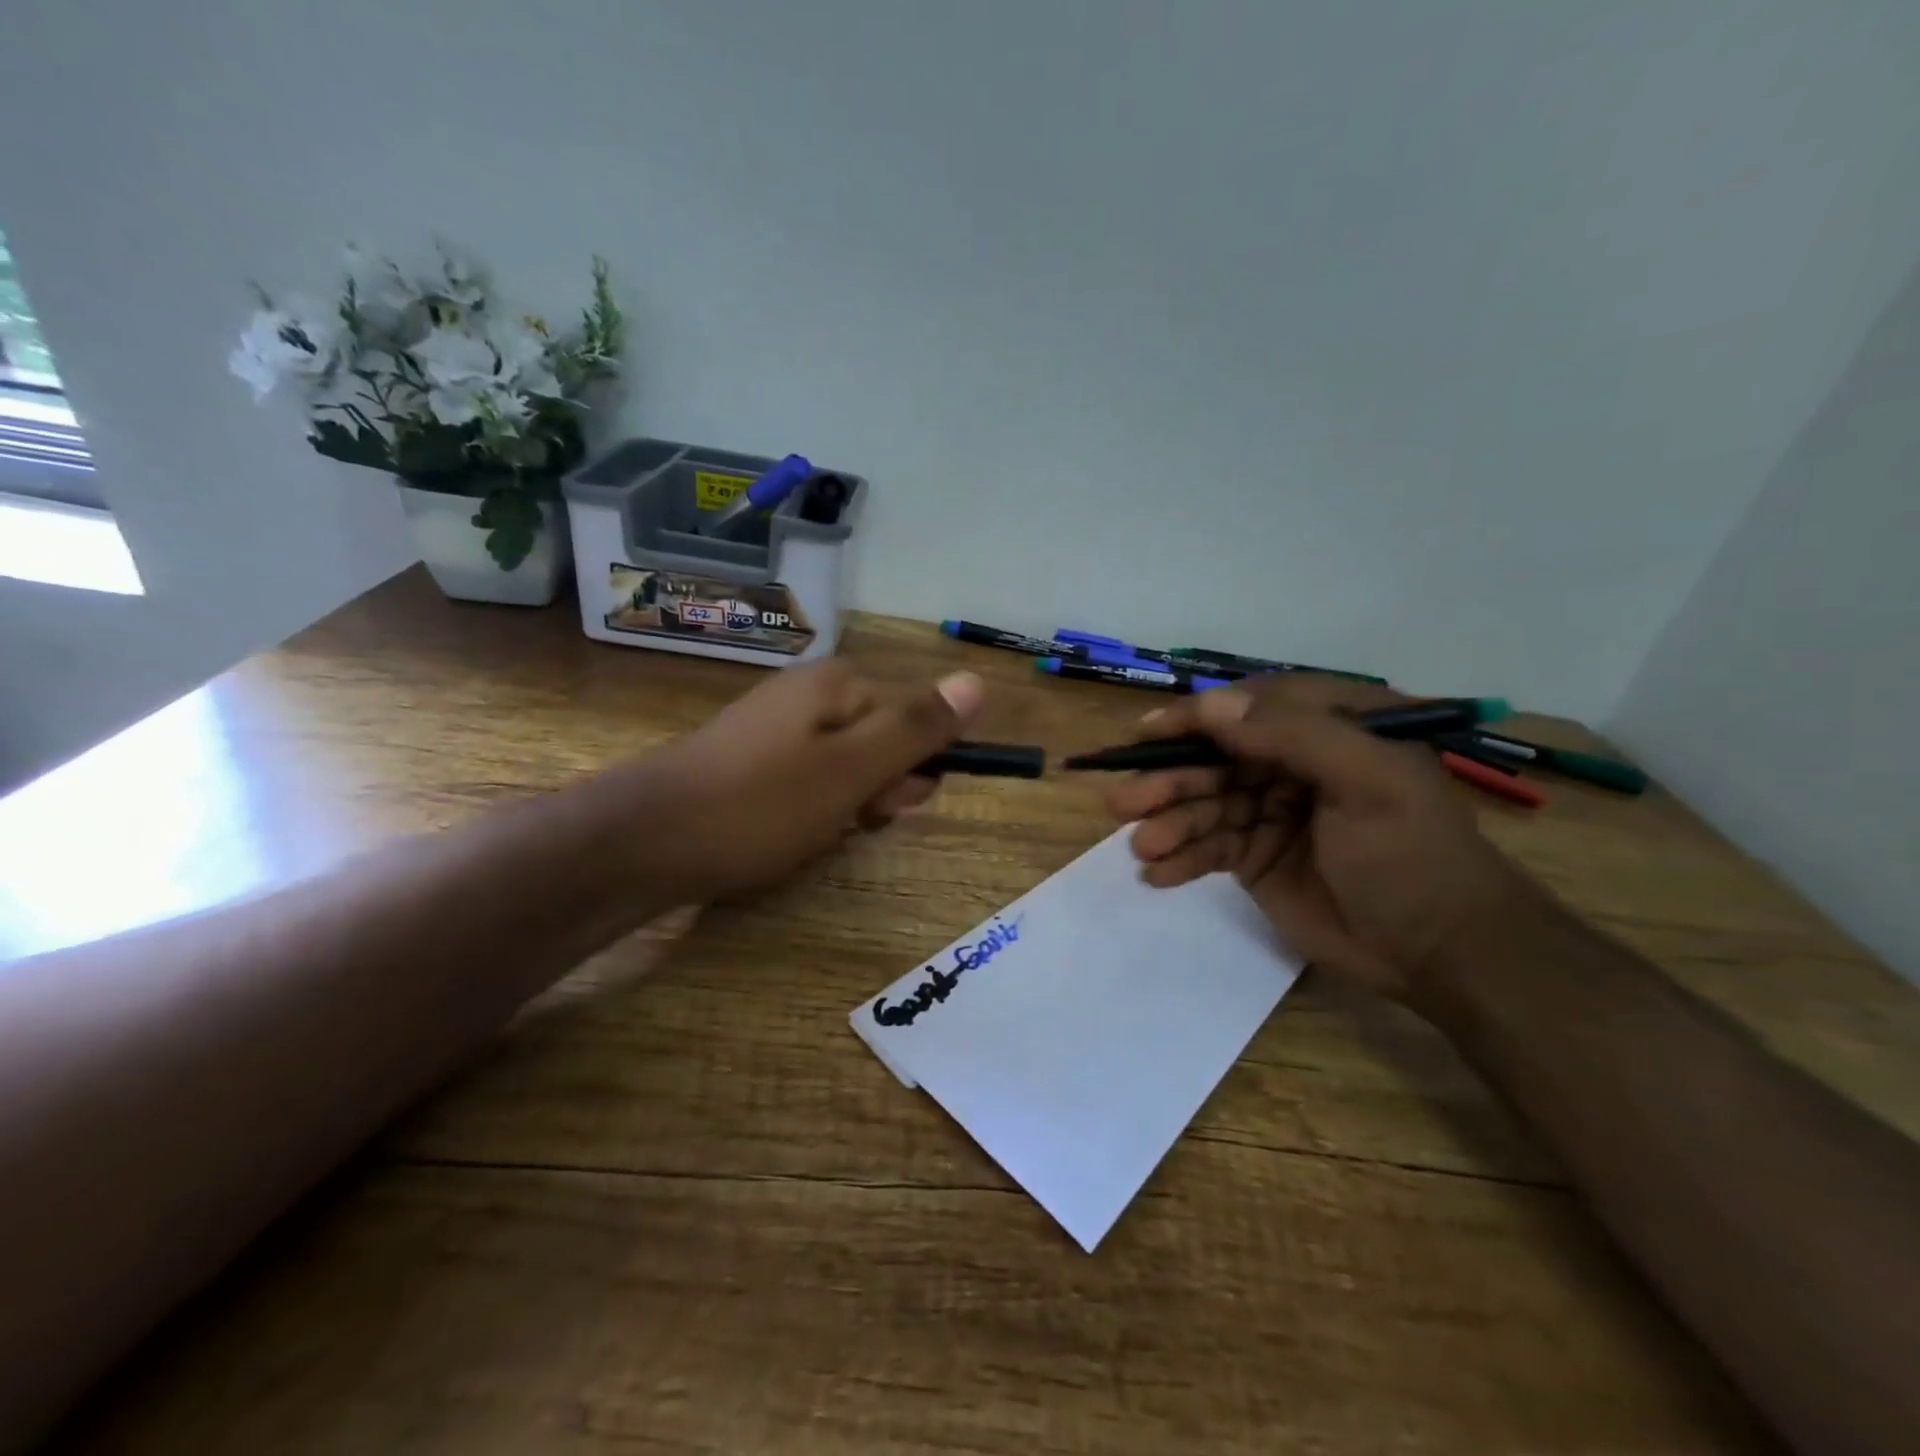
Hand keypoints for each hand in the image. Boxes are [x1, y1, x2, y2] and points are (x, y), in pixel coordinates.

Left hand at [614, 659, 983, 901]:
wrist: (644, 840)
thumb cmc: (760, 805)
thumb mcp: (852, 769)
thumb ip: (917, 728)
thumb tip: (977, 680)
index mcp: (839, 685)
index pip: (916, 718)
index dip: (915, 768)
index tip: (888, 805)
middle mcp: (810, 694)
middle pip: (882, 740)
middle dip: (878, 788)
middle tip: (847, 821)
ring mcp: (777, 727)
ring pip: (847, 767)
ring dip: (847, 805)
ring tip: (811, 833)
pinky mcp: (753, 760)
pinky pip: (809, 781)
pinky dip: (811, 810)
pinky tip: (788, 834)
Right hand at [1103, 676, 1533, 1003]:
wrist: (1441, 952)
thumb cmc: (1412, 854)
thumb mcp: (1368, 781)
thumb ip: (1292, 735)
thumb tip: (1209, 705)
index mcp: (1331, 727)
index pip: (1250, 707)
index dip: (1195, 718)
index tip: (1146, 734)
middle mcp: (1295, 761)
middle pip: (1216, 758)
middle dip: (1170, 780)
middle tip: (1124, 802)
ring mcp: (1272, 810)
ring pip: (1205, 804)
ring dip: (1168, 822)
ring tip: (1142, 847)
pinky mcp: (1257, 856)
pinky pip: (1208, 846)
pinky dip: (1181, 857)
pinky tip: (1158, 874)